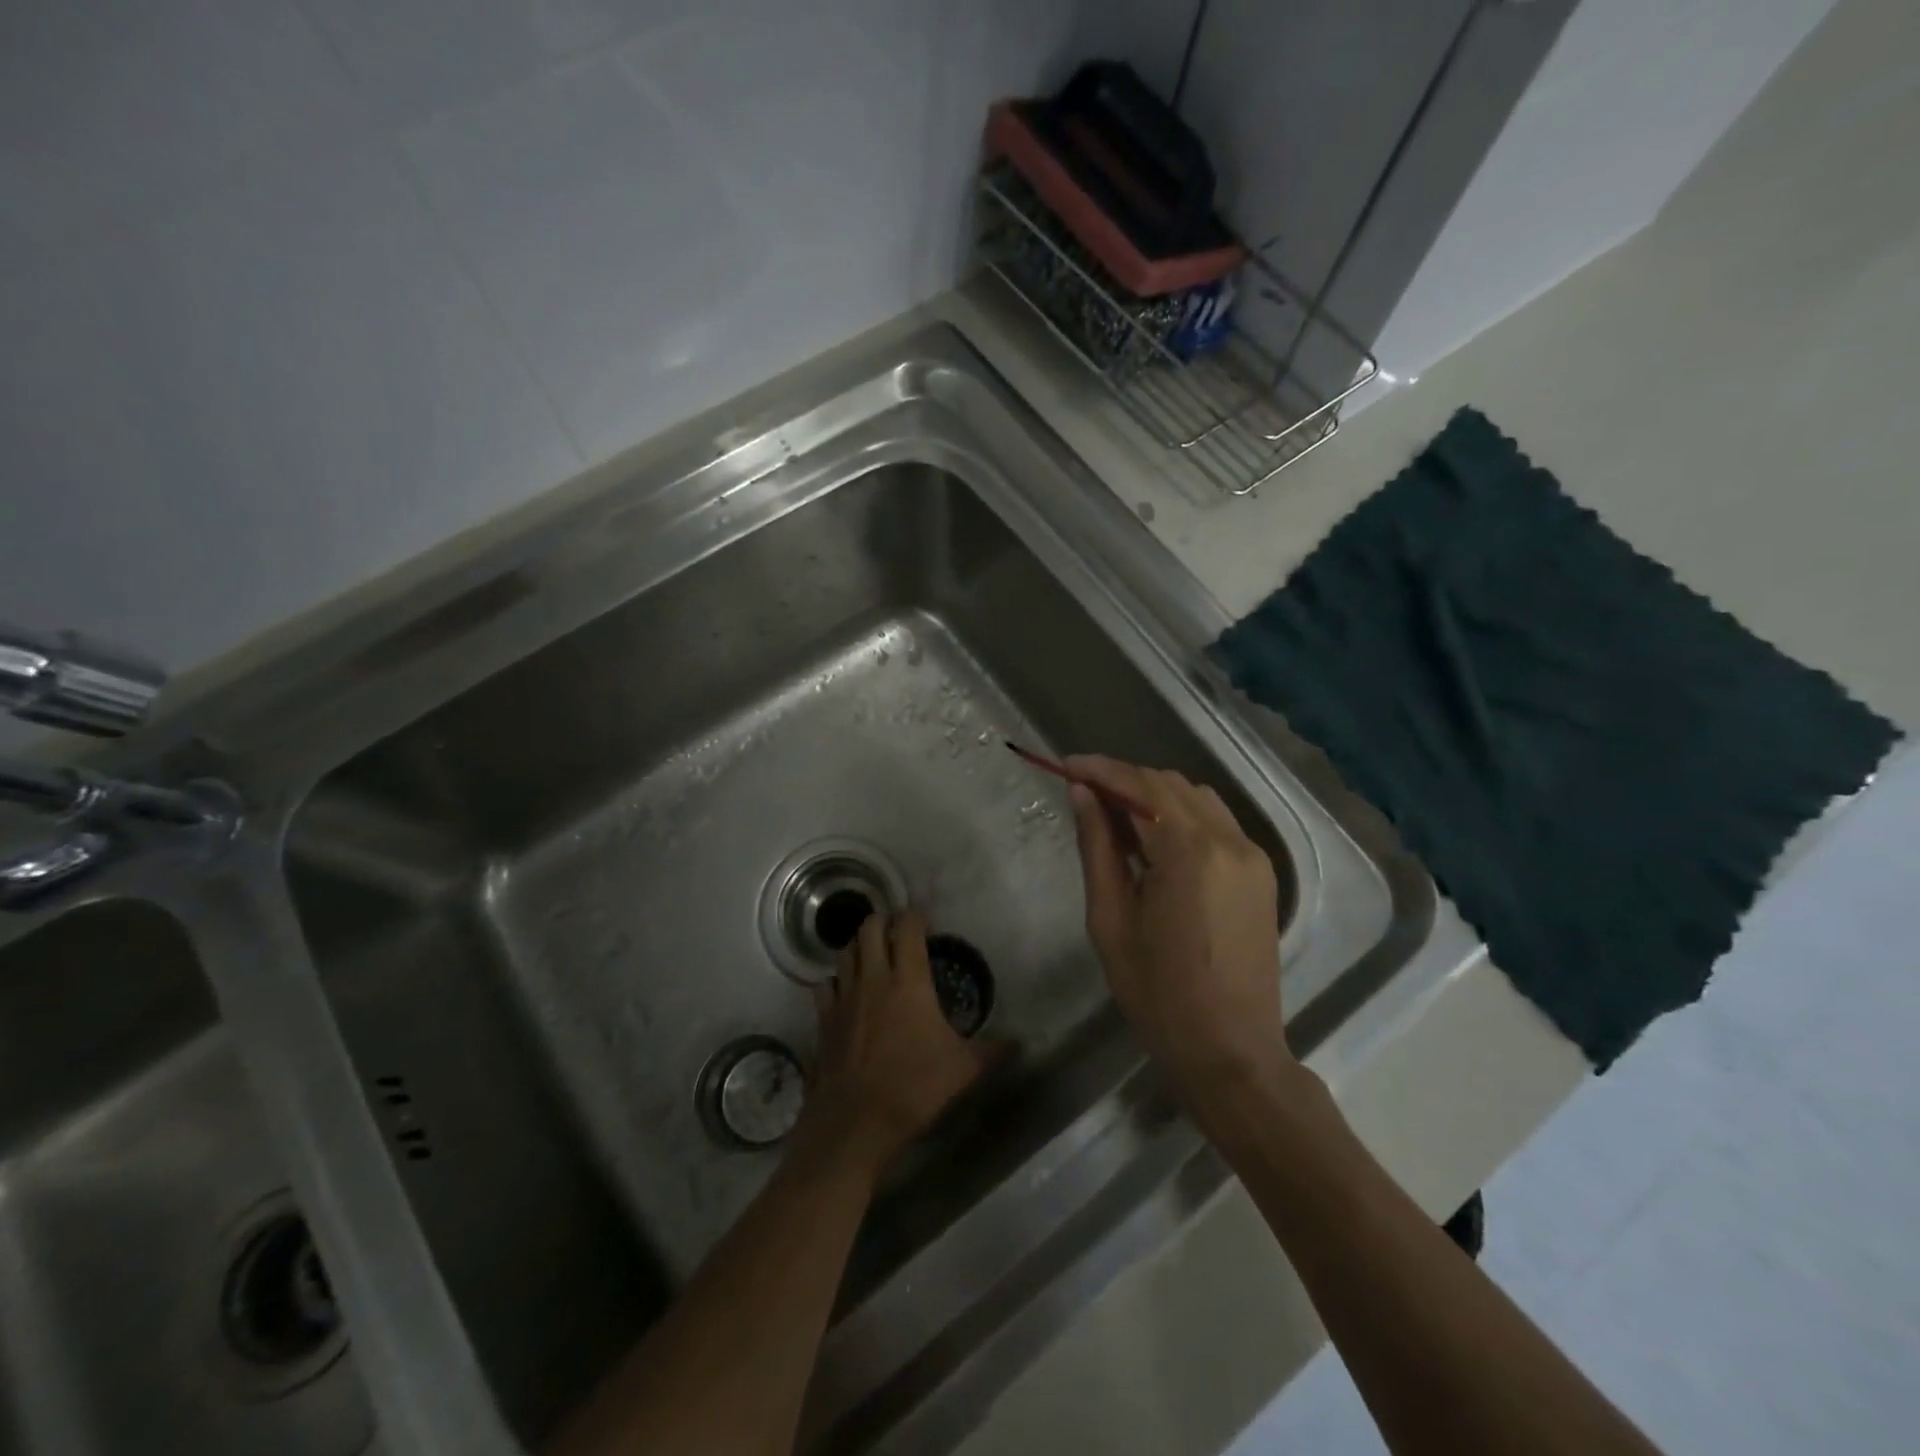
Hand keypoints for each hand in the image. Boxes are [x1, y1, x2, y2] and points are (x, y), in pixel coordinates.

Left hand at [805, 910, 995, 1168]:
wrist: (856, 1120)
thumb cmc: (914, 1086)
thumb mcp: (963, 1069)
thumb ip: (992, 1051)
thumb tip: (1020, 1043)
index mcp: (908, 981)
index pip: (907, 929)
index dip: (916, 917)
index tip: (925, 921)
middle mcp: (873, 978)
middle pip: (870, 927)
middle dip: (884, 920)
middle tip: (897, 931)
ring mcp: (844, 996)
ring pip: (845, 951)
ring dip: (859, 945)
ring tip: (872, 953)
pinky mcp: (824, 1018)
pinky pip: (825, 983)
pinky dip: (835, 978)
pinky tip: (844, 989)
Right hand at [1066, 755, 1294, 1118]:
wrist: (1231, 1052)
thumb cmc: (1158, 994)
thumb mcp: (1111, 919)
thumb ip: (1097, 847)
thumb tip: (1082, 794)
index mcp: (1190, 853)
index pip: (1141, 787)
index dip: (1101, 770)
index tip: (1066, 765)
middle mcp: (1230, 841)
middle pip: (1170, 784)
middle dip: (1125, 780)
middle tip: (1084, 794)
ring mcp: (1252, 856)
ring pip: (1197, 798)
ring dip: (1154, 795)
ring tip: (1115, 818)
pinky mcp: (1261, 873)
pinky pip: (1216, 823)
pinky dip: (1181, 816)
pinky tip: (1154, 840)